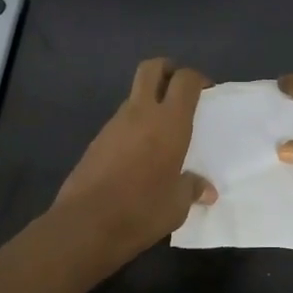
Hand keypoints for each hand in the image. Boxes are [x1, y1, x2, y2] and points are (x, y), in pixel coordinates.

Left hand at [54, 58, 215, 257]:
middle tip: (180, 90)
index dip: (198, 79)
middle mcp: (141, 113)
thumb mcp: (177, 205)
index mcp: (169, 122)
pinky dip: (134, 126)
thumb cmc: (142, 210)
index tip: (207, 92)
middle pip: (151, 68)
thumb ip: (192, 188)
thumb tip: (206, 190)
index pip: (185, 80)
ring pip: (134, 96)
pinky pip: (121, 121)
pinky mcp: (97, 140)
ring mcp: (114, 124)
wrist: (85, 224)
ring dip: (149, 101)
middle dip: (167, 70)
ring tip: (162, 131)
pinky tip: (141, 154)